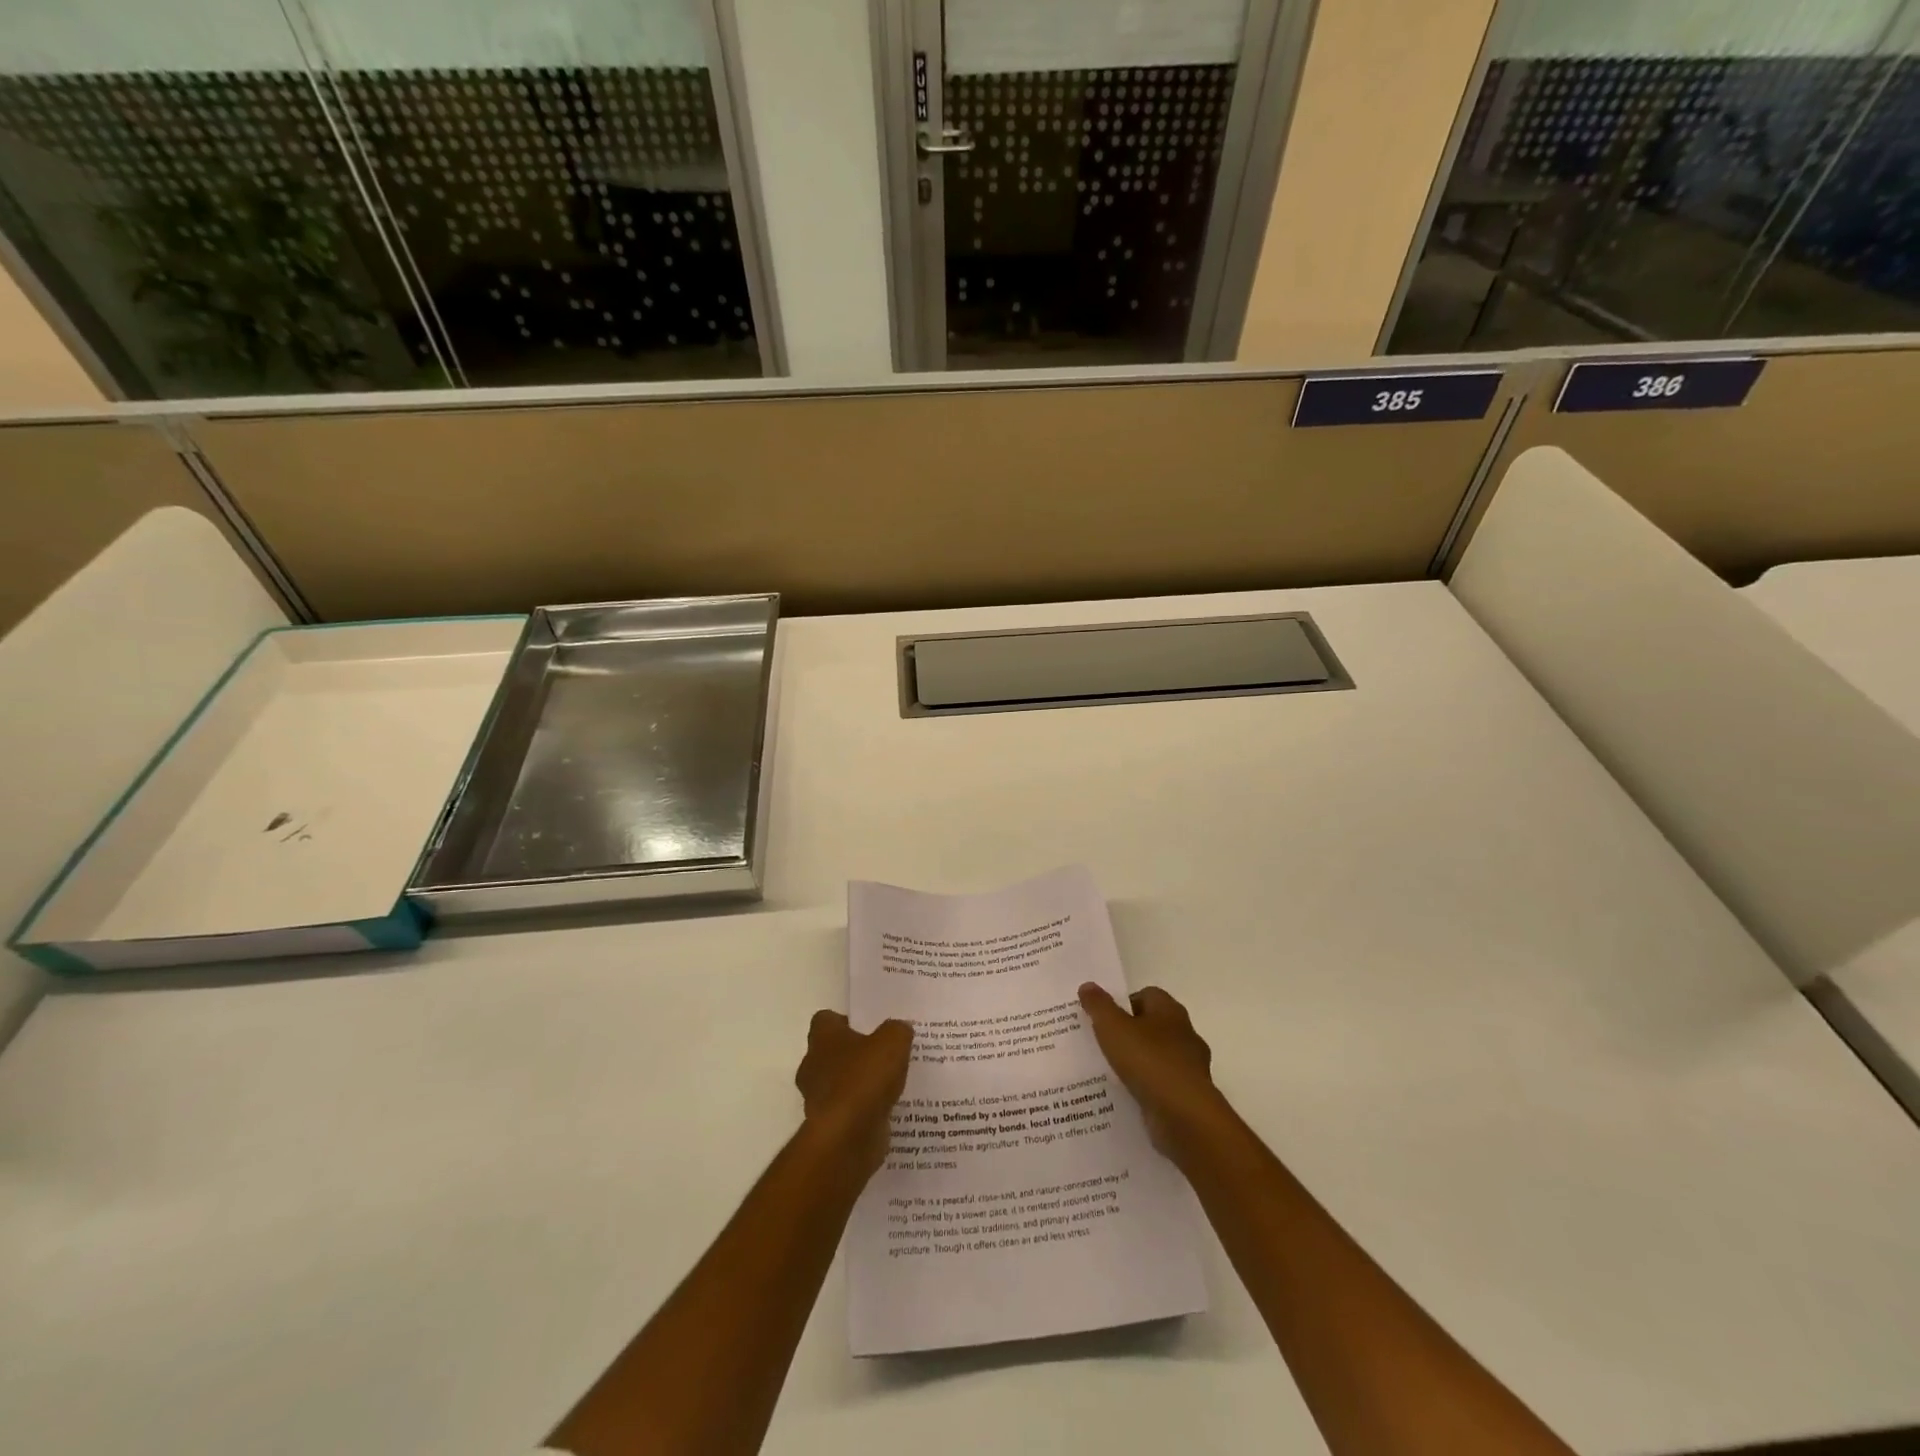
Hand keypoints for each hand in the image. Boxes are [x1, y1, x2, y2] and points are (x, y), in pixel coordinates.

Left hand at [795, 1011, 913, 1179]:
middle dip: (855, 1054)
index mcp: (822, 1039)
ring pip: (840, 1083)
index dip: (847, 1020)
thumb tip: (899, 1029)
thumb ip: (897, 1030)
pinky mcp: (830, 1126)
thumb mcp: (893, 1042)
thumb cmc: (864, 1079)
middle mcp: (813, 1066)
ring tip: (891, 1083)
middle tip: (884, 1054)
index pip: (826, 1020)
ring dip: (860, 1084)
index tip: (869, 1027)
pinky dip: (864, 1109)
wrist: (847, 1138)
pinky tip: (888, 1108)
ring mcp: (818, 1098)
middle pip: (832, 1052)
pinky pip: (849, 1110)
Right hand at [1078, 983, 1226, 1159]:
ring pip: (1156, 1057)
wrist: (1185, 1117)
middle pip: (1152, 1026)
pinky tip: (1125, 1095)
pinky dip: (1145, 1088)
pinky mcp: (1188, 1096)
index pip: (1146, 995)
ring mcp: (1189, 1067)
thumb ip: (1099, 1006)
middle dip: (1128, 1033)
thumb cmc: (1149, 1061)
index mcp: (1170, 1011)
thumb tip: (1088, 985)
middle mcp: (1184, 1034)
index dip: (1123, 1003)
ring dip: (1137, 1063)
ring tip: (1107, 1072)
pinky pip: (1161, 1085)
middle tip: (1100, 1043)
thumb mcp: (1113, 1028)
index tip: (1102, 1017)